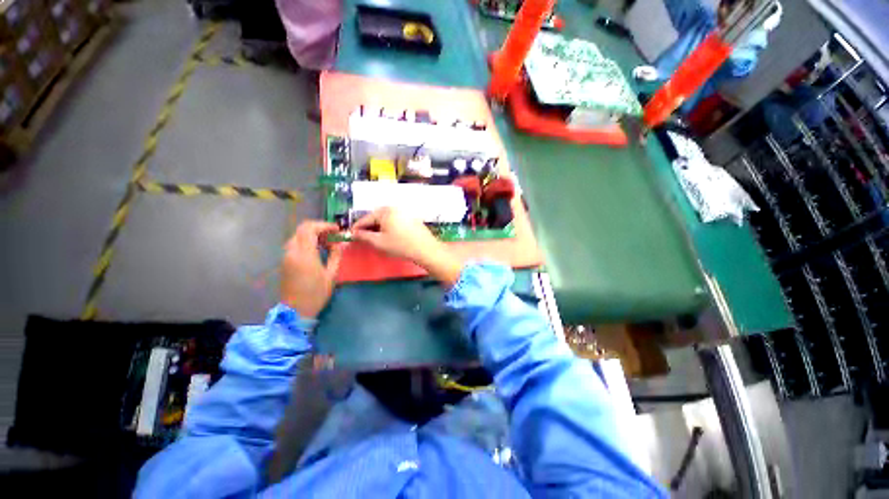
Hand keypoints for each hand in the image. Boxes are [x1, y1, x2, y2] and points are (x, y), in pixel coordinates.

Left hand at [280, 221, 343, 318]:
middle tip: (333, 235)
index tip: (337, 229)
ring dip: (312, 235)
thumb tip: (339, 243)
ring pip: (298, 236)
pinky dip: (307, 242)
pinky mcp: (285, 262)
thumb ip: (336, 255)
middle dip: (319, 228)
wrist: (295, 311)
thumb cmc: (316, 294)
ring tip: (327, 242)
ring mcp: (286, 256)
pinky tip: (318, 250)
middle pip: (302, 229)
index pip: (310, 229)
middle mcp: (292, 252)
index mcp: (304, 255)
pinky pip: (295, 244)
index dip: (324, 225)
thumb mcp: (331, 275)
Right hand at [352, 208, 462, 285]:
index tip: (351, 235)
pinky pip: (395, 221)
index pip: (366, 218)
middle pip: (376, 217)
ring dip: (379, 228)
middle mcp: (395, 208)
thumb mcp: (379, 242)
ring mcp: (405, 212)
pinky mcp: (412, 218)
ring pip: (386, 219)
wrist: (426, 249)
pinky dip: (389, 227)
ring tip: (375, 239)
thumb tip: (355, 233)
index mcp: (385, 211)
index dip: (357, 228)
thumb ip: (364, 236)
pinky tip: (389, 237)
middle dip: (369, 227)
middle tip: (363, 238)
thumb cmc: (400, 245)